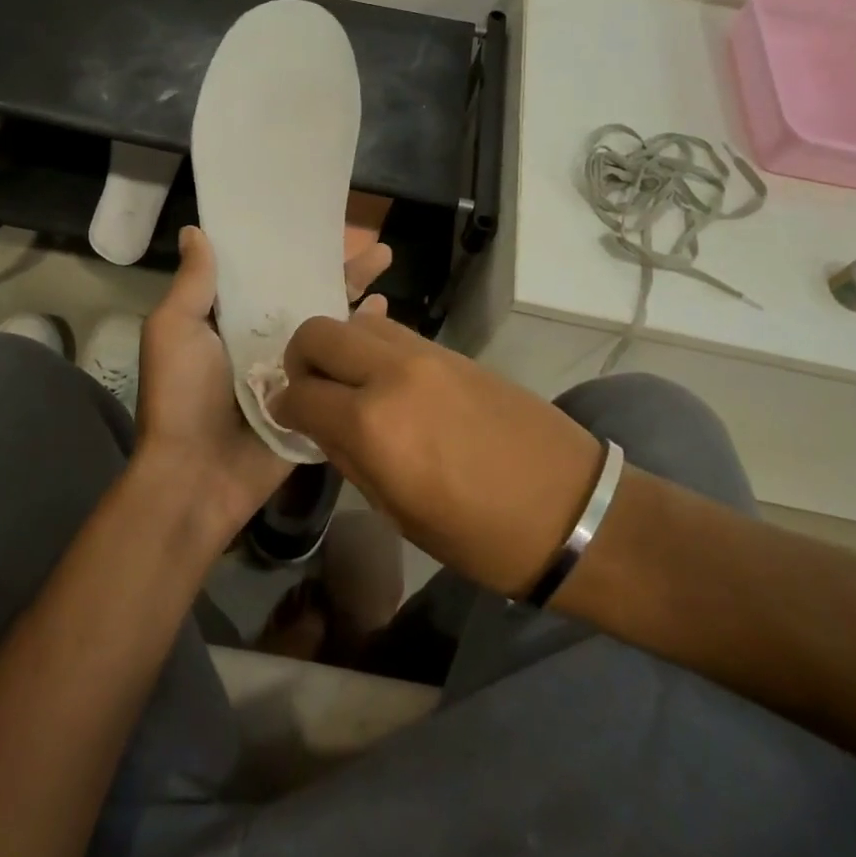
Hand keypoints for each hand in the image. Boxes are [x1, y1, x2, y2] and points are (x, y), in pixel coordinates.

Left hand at [133, 225, 391, 543]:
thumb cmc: (182, 396)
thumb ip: (193, 284)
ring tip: (386, 269)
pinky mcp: (315, 400)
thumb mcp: (175, 330)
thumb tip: (196, 230)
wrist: (198, 476)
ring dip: (356, 298)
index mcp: (229, 321)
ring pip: (330, 327)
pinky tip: (386, 318)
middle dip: (339, 270)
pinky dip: (364, 342)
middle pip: (307, 296)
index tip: (320, 224)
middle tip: (376, 248)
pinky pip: (341, 366)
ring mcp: (293, 372)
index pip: (268, 275)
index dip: (292, 250)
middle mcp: (263, 341)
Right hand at [272, 311, 602, 596]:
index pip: (298, 393)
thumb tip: (317, 423)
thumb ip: (348, 457)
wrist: (572, 509)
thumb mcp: (398, 512)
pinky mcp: (454, 351)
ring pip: (358, 321)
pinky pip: (396, 333)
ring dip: (341, 347)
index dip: (282, 406)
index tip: (285, 417)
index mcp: (372, 424)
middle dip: (301, 359)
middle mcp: (392, 373)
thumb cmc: (480, 535)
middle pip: (319, 333)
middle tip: (310, 392)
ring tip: (351, 385)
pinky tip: (388, 381)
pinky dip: (376, 347)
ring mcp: (427, 355)